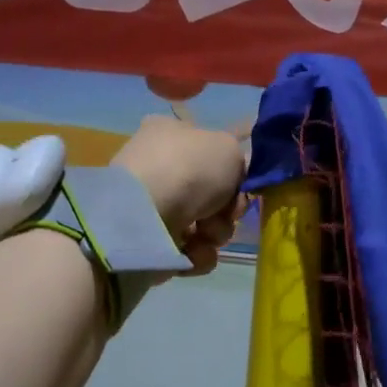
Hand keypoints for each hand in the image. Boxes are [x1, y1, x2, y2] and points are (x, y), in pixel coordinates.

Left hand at [113, 116, 247, 275]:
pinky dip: (198, 254)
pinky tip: (192, 251)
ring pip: (206, 224)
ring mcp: (153, 206)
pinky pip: (191, 250)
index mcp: (169, 133)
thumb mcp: (228, 148)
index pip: (210, 150)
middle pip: (212, 193)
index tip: (242, 185)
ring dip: (216, 232)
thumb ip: (239, 160)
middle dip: (226, 208)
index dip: (233, 170)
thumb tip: (232, 178)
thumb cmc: (188, 170)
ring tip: (205, 234)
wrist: (144, 216)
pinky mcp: (151, 242)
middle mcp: (158, 167)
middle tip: (227, 212)